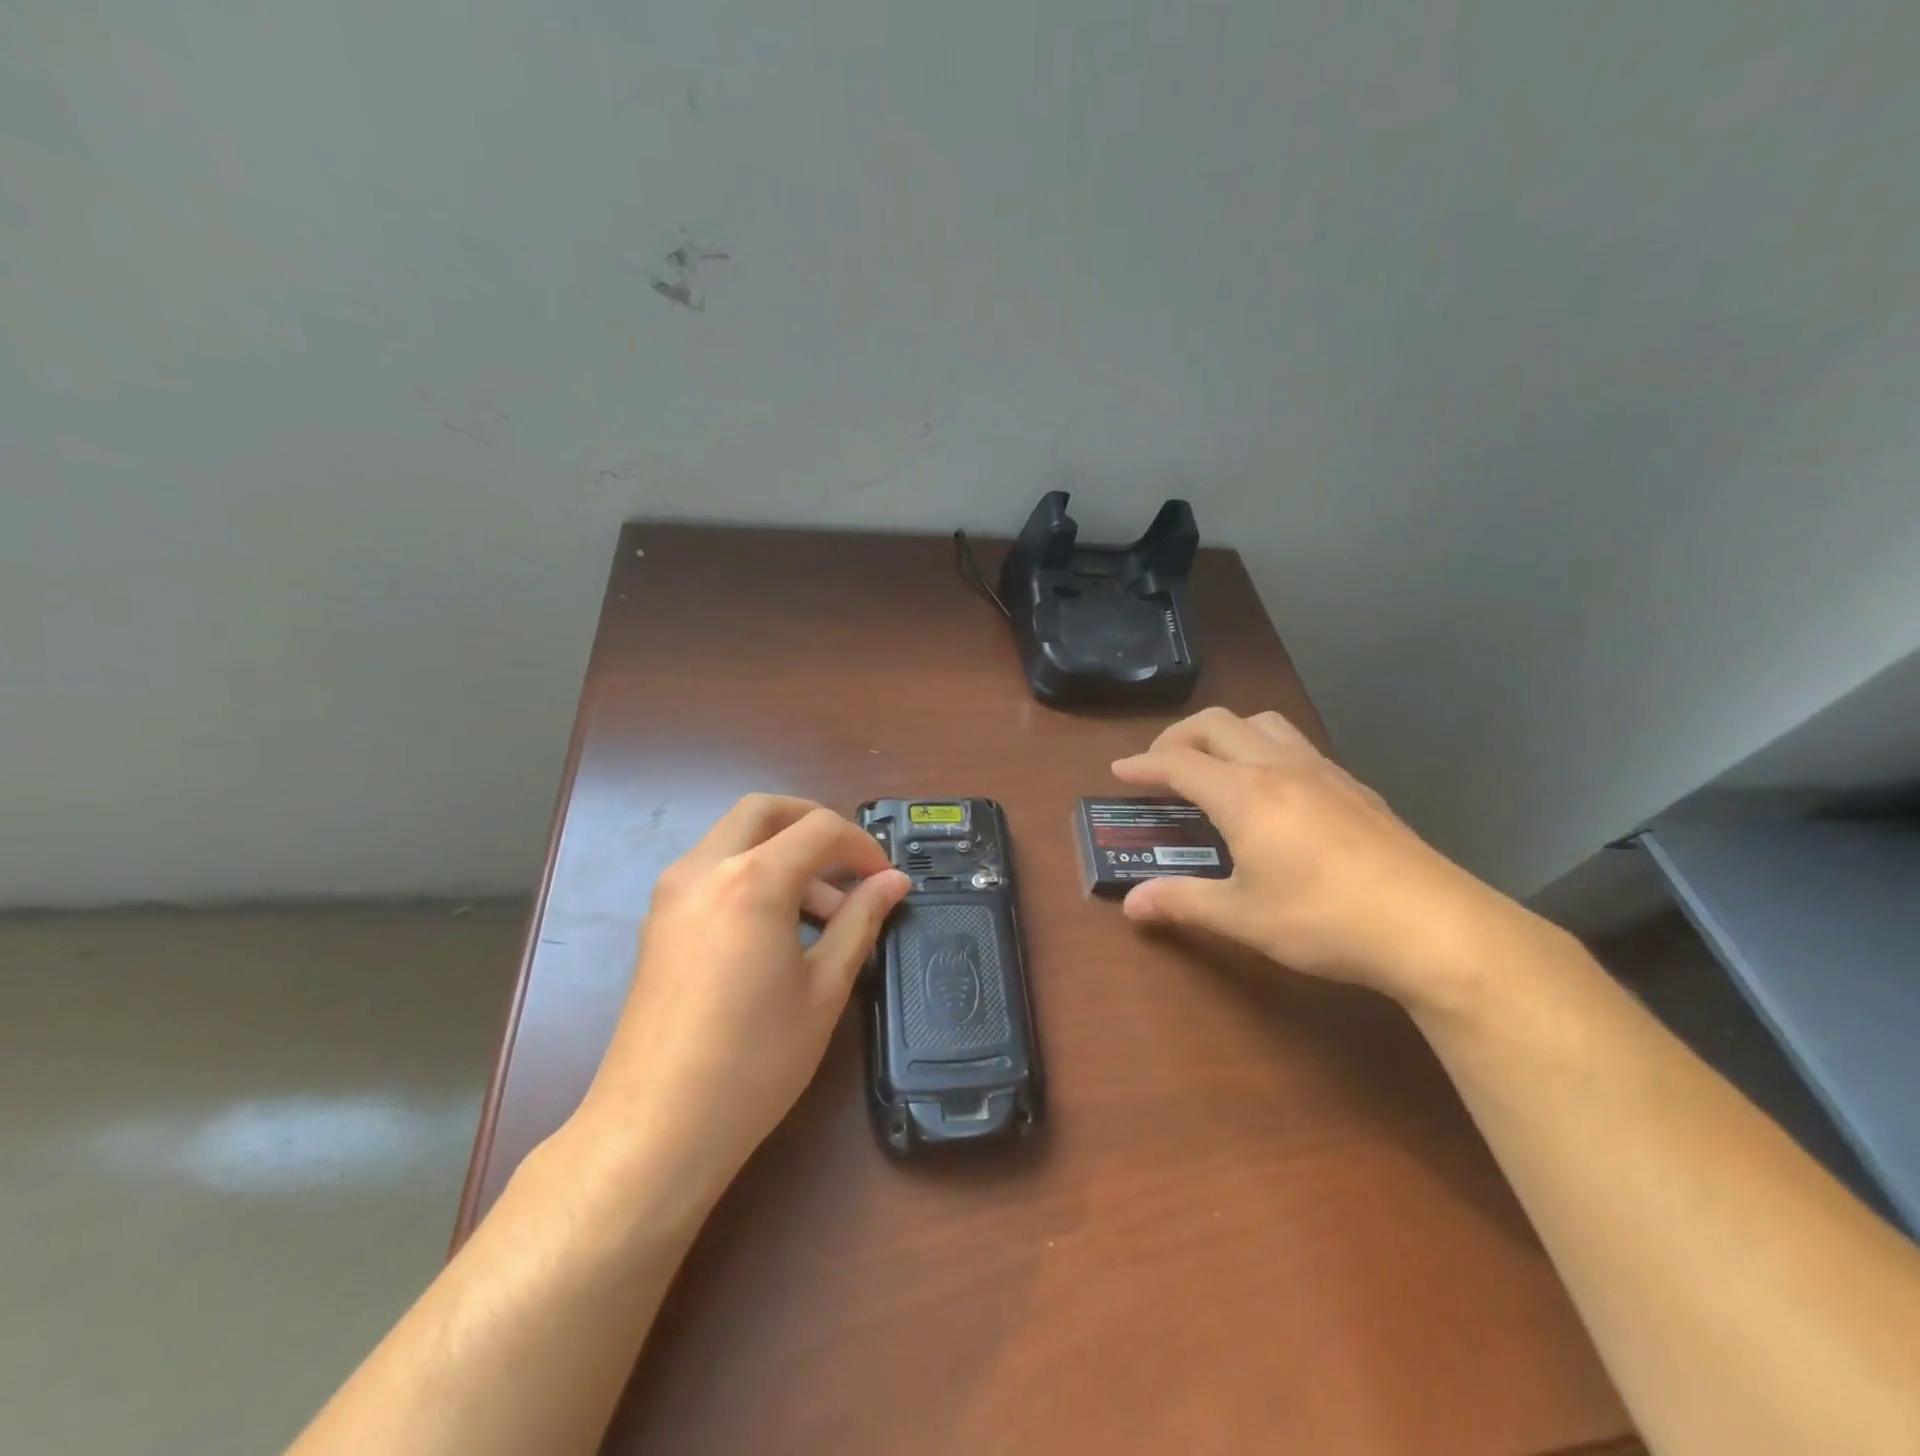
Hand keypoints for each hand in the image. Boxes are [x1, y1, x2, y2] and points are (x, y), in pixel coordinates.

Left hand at [567, 794, 909, 1214]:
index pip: (818, 829)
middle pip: (764, 811)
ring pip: (733, 838)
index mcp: (751, 880)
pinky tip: (777, 929)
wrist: (657, 1128)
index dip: (861, 845)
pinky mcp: (658, 923)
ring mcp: (671, 895)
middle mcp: (703, 870)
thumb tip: (893, 882)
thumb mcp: (824, 987)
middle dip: (813, 823)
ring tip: (821, 913)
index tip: (883, 878)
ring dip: (781, 852)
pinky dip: (751, 874)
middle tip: (849, 862)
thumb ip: (860, 921)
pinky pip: (712, 871)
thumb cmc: (754, 1060)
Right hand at [1112, 707, 1529, 1009]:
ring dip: (1226, 732)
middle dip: (1178, 736)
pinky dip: (1264, 749)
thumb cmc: (1325, 920)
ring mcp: (1323, 771)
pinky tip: (1273, 789)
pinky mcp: (1354, 786)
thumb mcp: (1243, 918)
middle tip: (1159, 764)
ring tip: (1214, 764)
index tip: (1119, 771)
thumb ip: (1182, 903)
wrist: (1433, 926)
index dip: (1143, 764)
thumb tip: (1130, 905)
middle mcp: (1279, 767)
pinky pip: (1296, 745)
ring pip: (1262, 723)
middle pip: (1217, 724)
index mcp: (1244, 794)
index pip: (1178, 763)